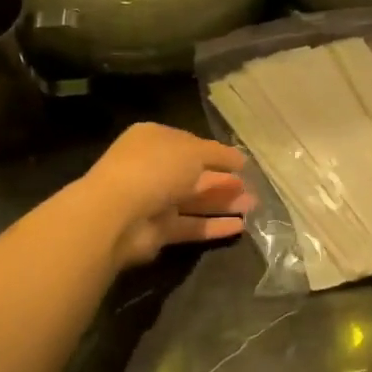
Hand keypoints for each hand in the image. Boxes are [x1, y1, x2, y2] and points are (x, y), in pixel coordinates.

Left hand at [80, 123, 253, 268]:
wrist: (117, 213)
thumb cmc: (156, 168)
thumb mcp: (193, 151)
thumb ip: (219, 154)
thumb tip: (240, 159)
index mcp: (154, 140)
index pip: (190, 145)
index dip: (217, 154)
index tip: (242, 164)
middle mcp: (152, 168)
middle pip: (194, 174)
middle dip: (224, 181)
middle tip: (251, 188)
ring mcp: (153, 201)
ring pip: (194, 201)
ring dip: (223, 203)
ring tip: (253, 207)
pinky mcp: (157, 231)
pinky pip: (190, 226)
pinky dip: (213, 226)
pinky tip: (240, 227)